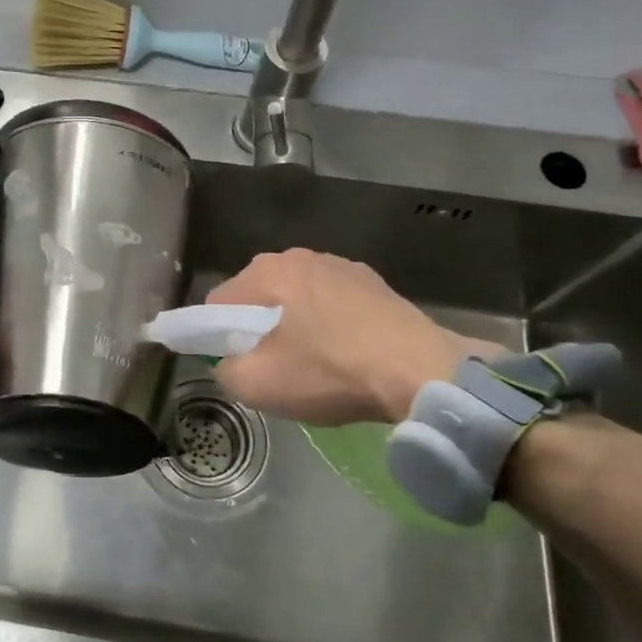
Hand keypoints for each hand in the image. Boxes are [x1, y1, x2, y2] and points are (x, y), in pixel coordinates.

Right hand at [208, 249, 488, 424]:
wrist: (423, 374)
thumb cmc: (331, 372)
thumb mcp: (258, 385)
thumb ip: (224, 370)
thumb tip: (228, 363)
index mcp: (268, 270)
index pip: (218, 303)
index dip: (217, 337)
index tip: (237, 365)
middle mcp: (301, 256)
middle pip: (259, 298)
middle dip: (257, 330)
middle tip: (275, 368)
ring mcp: (343, 266)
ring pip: (297, 300)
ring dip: (294, 327)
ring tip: (314, 364)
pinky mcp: (376, 284)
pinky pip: (333, 305)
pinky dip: (329, 326)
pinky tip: (347, 355)